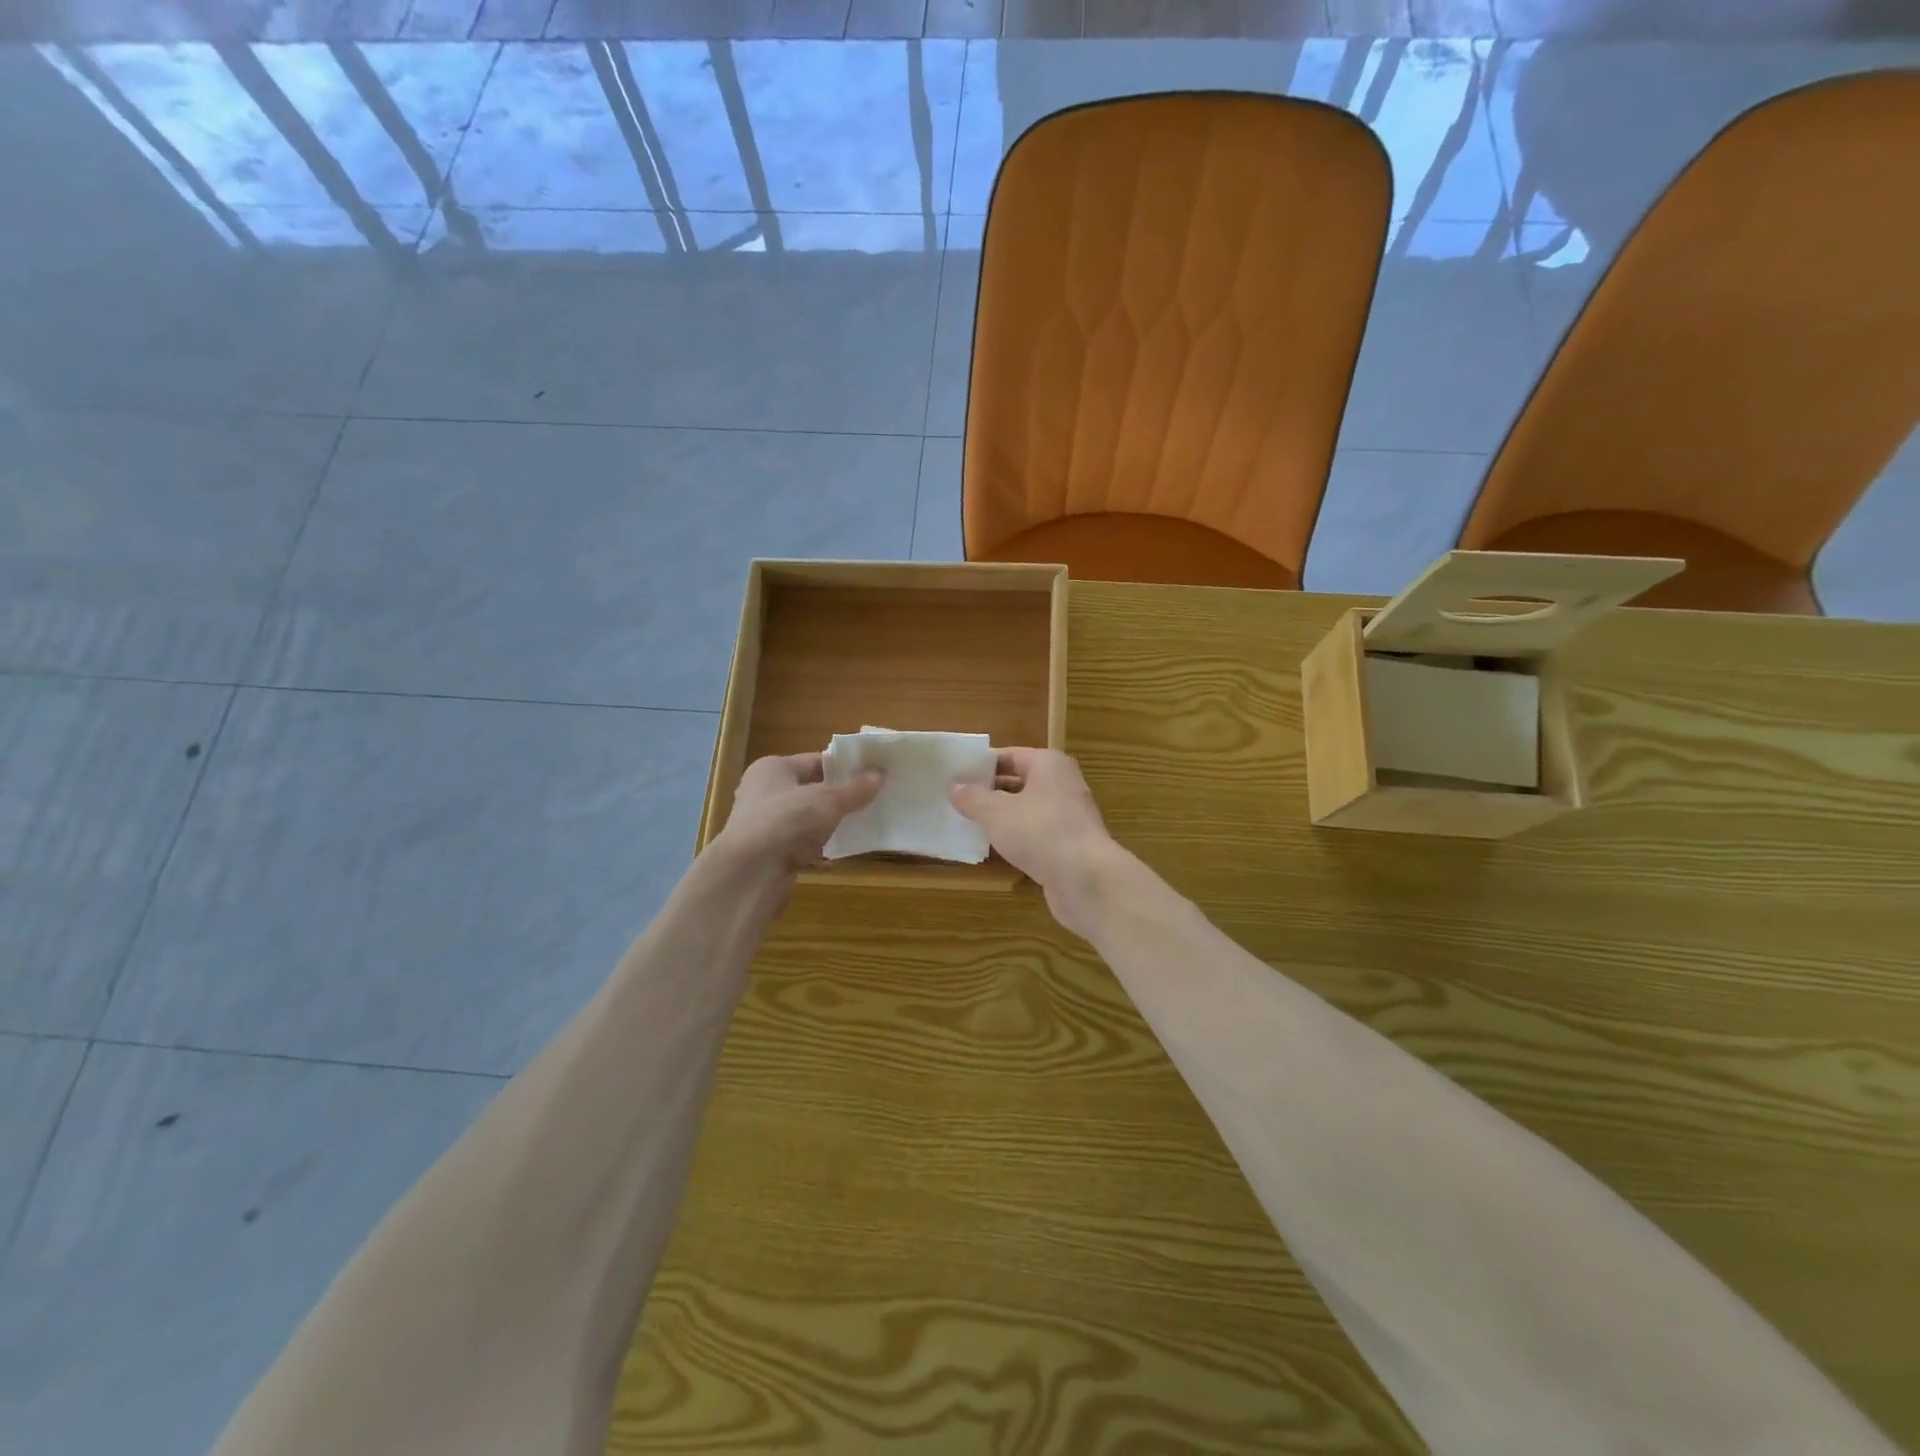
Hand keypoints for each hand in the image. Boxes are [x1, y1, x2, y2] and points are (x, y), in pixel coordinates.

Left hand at [714, 753, 882, 874]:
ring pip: (806, 816)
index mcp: (773, 768)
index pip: (815, 760)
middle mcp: (764, 791)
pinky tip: (843, 846)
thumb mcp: (827, 801)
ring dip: (830, 820)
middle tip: (873, 797)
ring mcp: (765, 823)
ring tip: (864, 820)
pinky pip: (801, 841)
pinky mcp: (769, 852)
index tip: (872, 773)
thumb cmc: (786, 822)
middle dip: (839, 794)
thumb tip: (880, 774)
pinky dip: (820, 843)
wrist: (750, 873)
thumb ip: (854, 789)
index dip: (843, 766)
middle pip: (810, 788)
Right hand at [950, 748, 1122, 938]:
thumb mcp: (996, 812)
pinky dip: (1017, 838)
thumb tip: (954, 786)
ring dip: (1002, 817)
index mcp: (1048, 764)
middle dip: (989, 792)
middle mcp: (1062, 784)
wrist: (1086, 879)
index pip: (1009, 756)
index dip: (981, 765)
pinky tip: (994, 849)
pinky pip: (1036, 833)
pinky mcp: (1069, 844)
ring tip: (968, 825)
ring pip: (1027, 810)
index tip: (955, 777)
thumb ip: (972, 798)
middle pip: (1019, 782)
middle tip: (956, 802)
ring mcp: (1068, 816)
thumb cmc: (1040, 832)